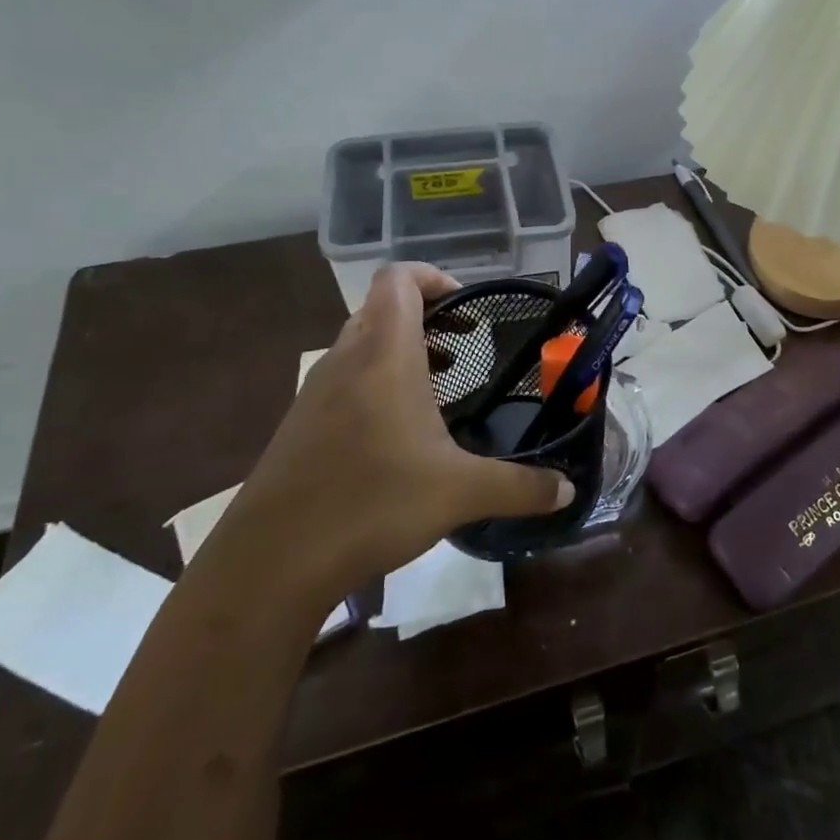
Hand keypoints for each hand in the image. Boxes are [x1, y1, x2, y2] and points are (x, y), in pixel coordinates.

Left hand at [217, 263, 573, 610]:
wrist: (270, 562)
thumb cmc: (372, 504)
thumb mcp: (460, 493)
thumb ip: (521, 487)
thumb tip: (568, 492)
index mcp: (383, 355)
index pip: (399, 280)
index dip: (434, 277)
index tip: (469, 306)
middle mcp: (346, 361)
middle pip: (382, 308)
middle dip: (427, 316)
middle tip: (467, 344)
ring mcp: (316, 393)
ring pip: (361, 344)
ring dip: (401, 350)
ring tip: (441, 385)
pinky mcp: (300, 426)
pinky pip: (345, 380)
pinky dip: (377, 383)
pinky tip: (400, 433)